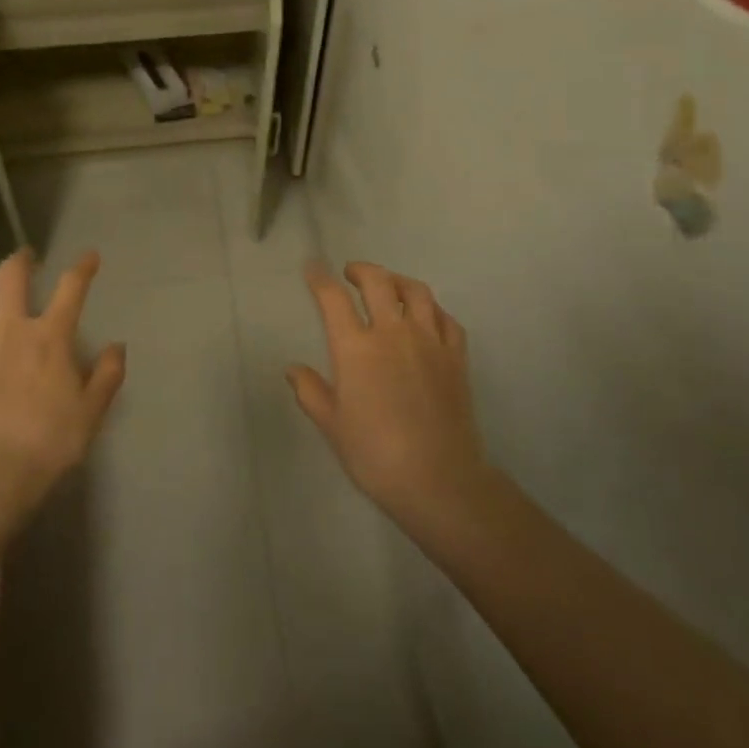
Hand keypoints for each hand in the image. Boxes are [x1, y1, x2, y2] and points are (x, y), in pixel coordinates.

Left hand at [0, 249, 125, 496]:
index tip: (90, 257)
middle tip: (27, 257)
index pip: (71, 288)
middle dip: (21, 259)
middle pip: (12, 276)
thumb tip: (117, 346)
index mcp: (52, 336)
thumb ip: (107, 374)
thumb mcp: (92, 410)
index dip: (83, 267)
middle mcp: (13, 328)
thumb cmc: (50, 440)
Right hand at [290, 261, 490, 528]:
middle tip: (351, 273)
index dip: (320, 278)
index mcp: (356, 348)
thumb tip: (292, 369)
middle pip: (378, 281)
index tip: (313, 267)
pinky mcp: (456, 357)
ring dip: (398, 281)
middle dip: (361, 270)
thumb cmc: (375, 455)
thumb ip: (310, 391)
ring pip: (416, 292)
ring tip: (389, 286)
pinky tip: (426, 317)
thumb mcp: (332, 425)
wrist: (439, 480)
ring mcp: (429, 341)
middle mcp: (392, 332)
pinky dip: (433, 310)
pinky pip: (446, 319)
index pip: (333, 298)